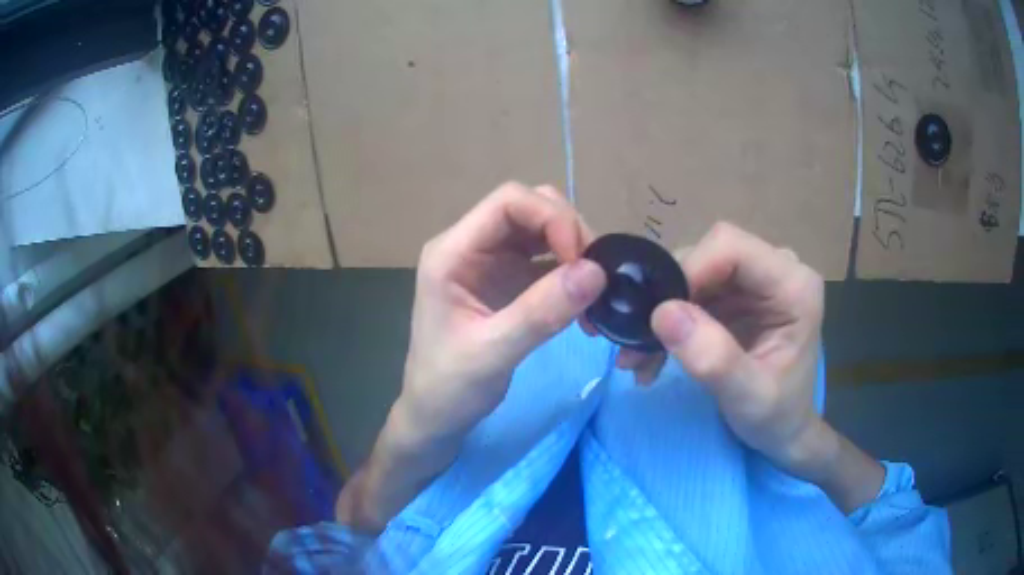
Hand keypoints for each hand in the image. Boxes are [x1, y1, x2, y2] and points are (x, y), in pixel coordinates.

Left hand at [391, 182, 605, 449]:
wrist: (436, 415)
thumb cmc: (449, 387)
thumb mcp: (492, 353)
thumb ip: (541, 312)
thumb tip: (596, 272)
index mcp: (452, 252)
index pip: (508, 202)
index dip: (552, 217)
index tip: (582, 260)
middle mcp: (472, 246)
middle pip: (530, 208)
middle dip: (569, 232)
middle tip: (595, 276)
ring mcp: (491, 262)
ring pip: (543, 231)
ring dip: (576, 253)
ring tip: (595, 293)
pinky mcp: (508, 281)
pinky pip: (548, 260)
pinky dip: (572, 275)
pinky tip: (585, 305)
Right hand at [616, 223, 882, 511]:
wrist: (783, 431)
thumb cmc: (776, 417)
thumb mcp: (748, 398)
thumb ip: (713, 358)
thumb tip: (662, 313)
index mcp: (794, 286)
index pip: (731, 246)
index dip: (689, 270)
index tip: (657, 316)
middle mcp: (777, 269)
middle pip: (709, 254)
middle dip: (670, 294)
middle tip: (640, 343)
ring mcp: (757, 279)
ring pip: (696, 269)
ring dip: (664, 309)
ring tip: (641, 355)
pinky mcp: (739, 292)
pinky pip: (695, 288)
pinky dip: (670, 318)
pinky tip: (655, 352)